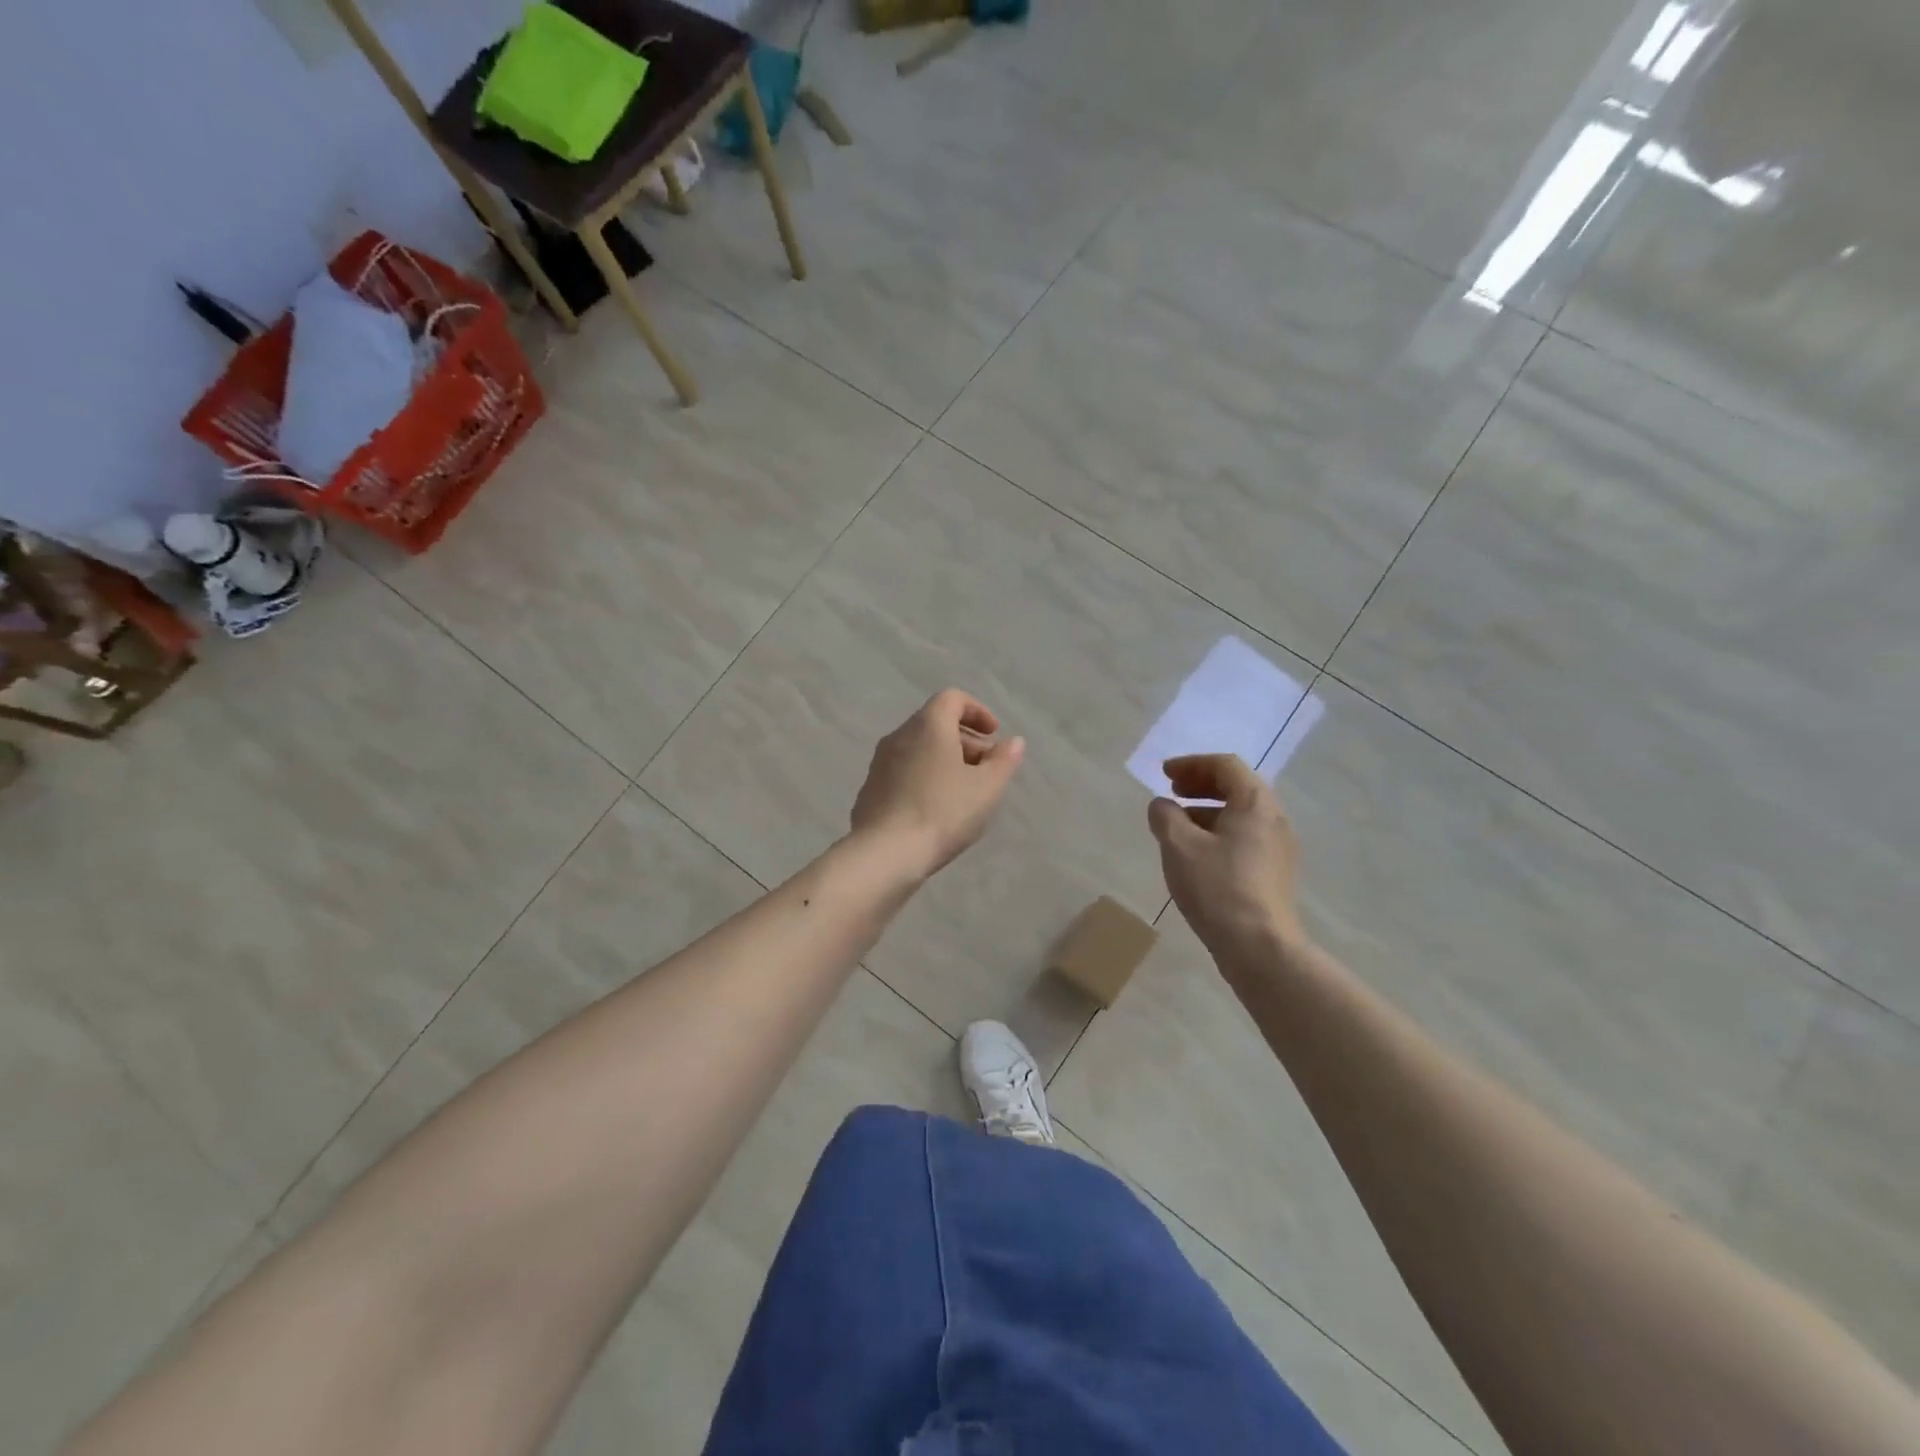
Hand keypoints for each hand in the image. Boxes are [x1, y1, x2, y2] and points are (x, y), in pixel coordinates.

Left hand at [851, 690, 1025, 879]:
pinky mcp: (870, 789)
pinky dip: (924, 777)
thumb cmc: (943, 812)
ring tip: (964, 791)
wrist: (885, 853)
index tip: (994, 735)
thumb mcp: (986, 788)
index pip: (952, 699)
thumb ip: (1004, 760)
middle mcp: (899, 736)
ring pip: (918, 749)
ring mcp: (880, 763)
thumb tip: (1013, 742)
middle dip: (965, 739)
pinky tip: (936, 809)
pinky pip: (904, 771)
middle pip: (935, 723)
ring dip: (944, 760)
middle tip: (986, 767)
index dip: (977, 711)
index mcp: (928, 726)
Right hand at [1148, 754, 1307, 962]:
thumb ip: (1165, 816)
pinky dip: (1218, 833)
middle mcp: (1274, 819)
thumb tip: (1162, 806)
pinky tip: (1196, 855)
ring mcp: (1279, 848)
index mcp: (1255, 803)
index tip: (1164, 775)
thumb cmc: (1218, 887)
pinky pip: (1245, 838)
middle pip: (1237, 787)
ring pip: (1241, 815)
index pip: (1225, 766)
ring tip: (1177, 825)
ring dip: (1207, 810)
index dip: (1191, 764)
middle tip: (1172, 792)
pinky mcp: (1275, 873)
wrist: (1259, 947)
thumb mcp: (1179, 846)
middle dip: (1201, 785)